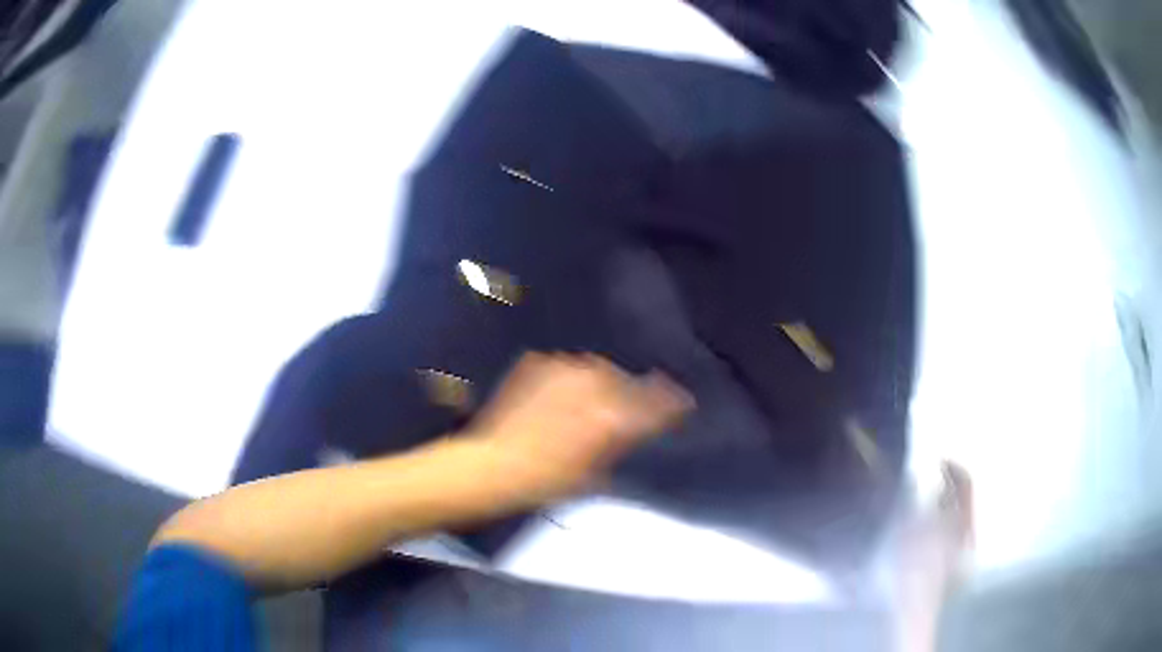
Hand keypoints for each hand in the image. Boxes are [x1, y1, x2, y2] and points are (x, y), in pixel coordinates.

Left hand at [465, 352, 691, 507]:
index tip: (682, 402)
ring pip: (599, 369)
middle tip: (629, 407)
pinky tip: (564, 396)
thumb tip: (637, 432)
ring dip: (603, 382)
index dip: (673, 402)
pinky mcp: (540, 363)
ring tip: (593, 400)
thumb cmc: (547, 481)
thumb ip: (623, 444)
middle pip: (628, 380)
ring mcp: (565, 369)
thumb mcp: (596, 474)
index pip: (657, 401)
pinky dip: (572, 379)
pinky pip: (568, 367)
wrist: (494, 464)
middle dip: (633, 391)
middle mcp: (594, 384)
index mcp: (613, 415)